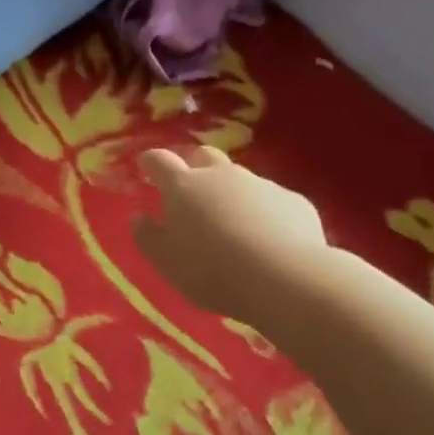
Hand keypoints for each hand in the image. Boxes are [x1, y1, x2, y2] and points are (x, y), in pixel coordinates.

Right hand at [133, 146, 327, 319]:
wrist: (284, 278)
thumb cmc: (212, 271)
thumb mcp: (167, 262)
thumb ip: (149, 237)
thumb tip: (139, 217)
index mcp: (184, 188)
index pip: (161, 162)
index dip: (151, 161)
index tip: (145, 165)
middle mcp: (223, 176)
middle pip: (204, 157)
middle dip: (194, 166)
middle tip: (189, 190)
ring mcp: (262, 185)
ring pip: (240, 180)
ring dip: (231, 194)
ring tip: (231, 225)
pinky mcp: (294, 201)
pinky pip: (271, 201)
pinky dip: (263, 213)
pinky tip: (267, 240)